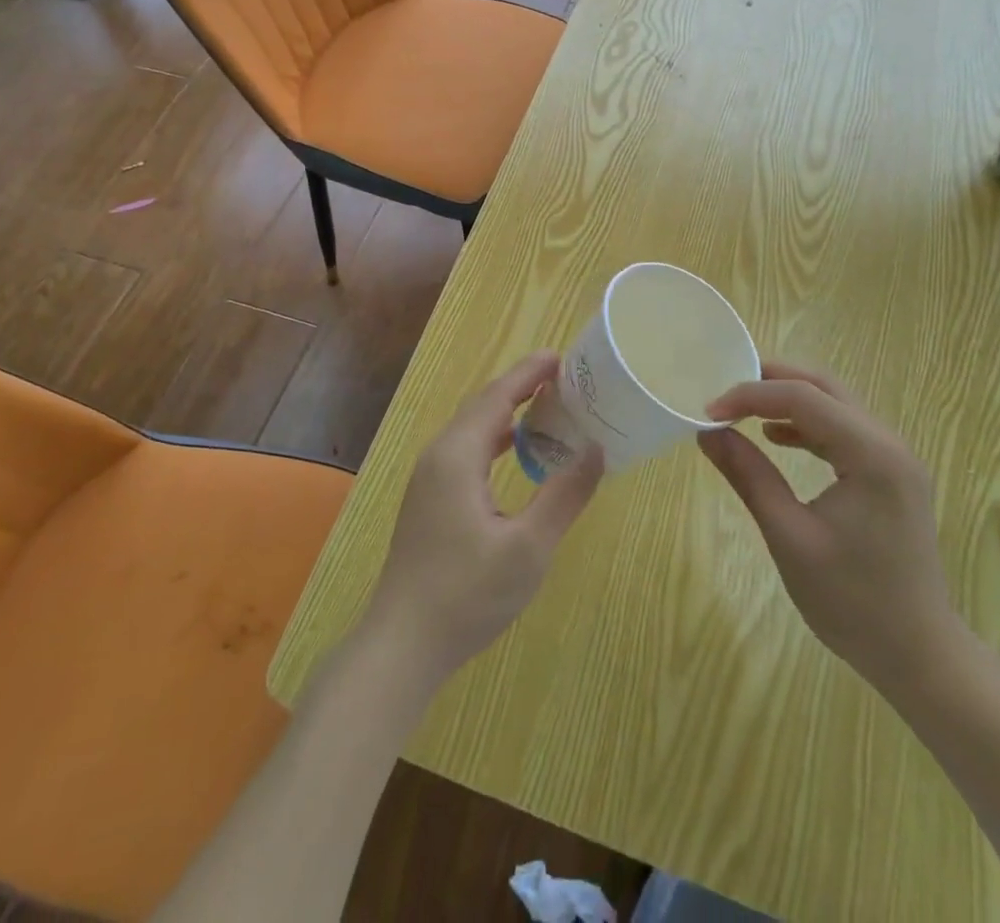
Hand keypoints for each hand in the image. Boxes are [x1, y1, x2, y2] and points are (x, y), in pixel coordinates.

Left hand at [364, 351, 603, 682]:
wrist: (402, 644)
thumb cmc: (467, 594)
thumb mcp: (528, 547)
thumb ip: (564, 495)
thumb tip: (596, 450)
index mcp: (458, 455)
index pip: (497, 396)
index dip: (529, 373)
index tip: (561, 356)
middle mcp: (439, 456)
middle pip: (482, 406)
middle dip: (520, 387)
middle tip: (563, 379)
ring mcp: (429, 479)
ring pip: (472, 429)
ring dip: (508, 412)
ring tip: (547, 408)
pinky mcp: (429, 500)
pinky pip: (466, 450)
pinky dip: (495, 439)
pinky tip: (516, 453)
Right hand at [700, 362, 959, 694]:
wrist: (919, 655)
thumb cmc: (851, 601)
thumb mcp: (788, 536)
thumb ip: (749, 476)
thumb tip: (707, 433)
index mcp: (870, 454)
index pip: (802, 397)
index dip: (750, 395)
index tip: (709, 411)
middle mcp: (889, 443)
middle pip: (824, 387)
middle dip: (771, 380)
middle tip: (724, 390)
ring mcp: (895, 458)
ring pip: (835, 404)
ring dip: (788, 399)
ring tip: (742, 410)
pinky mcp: (891, 475)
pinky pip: (845, 430)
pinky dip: (808, 424)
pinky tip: (777, 437)